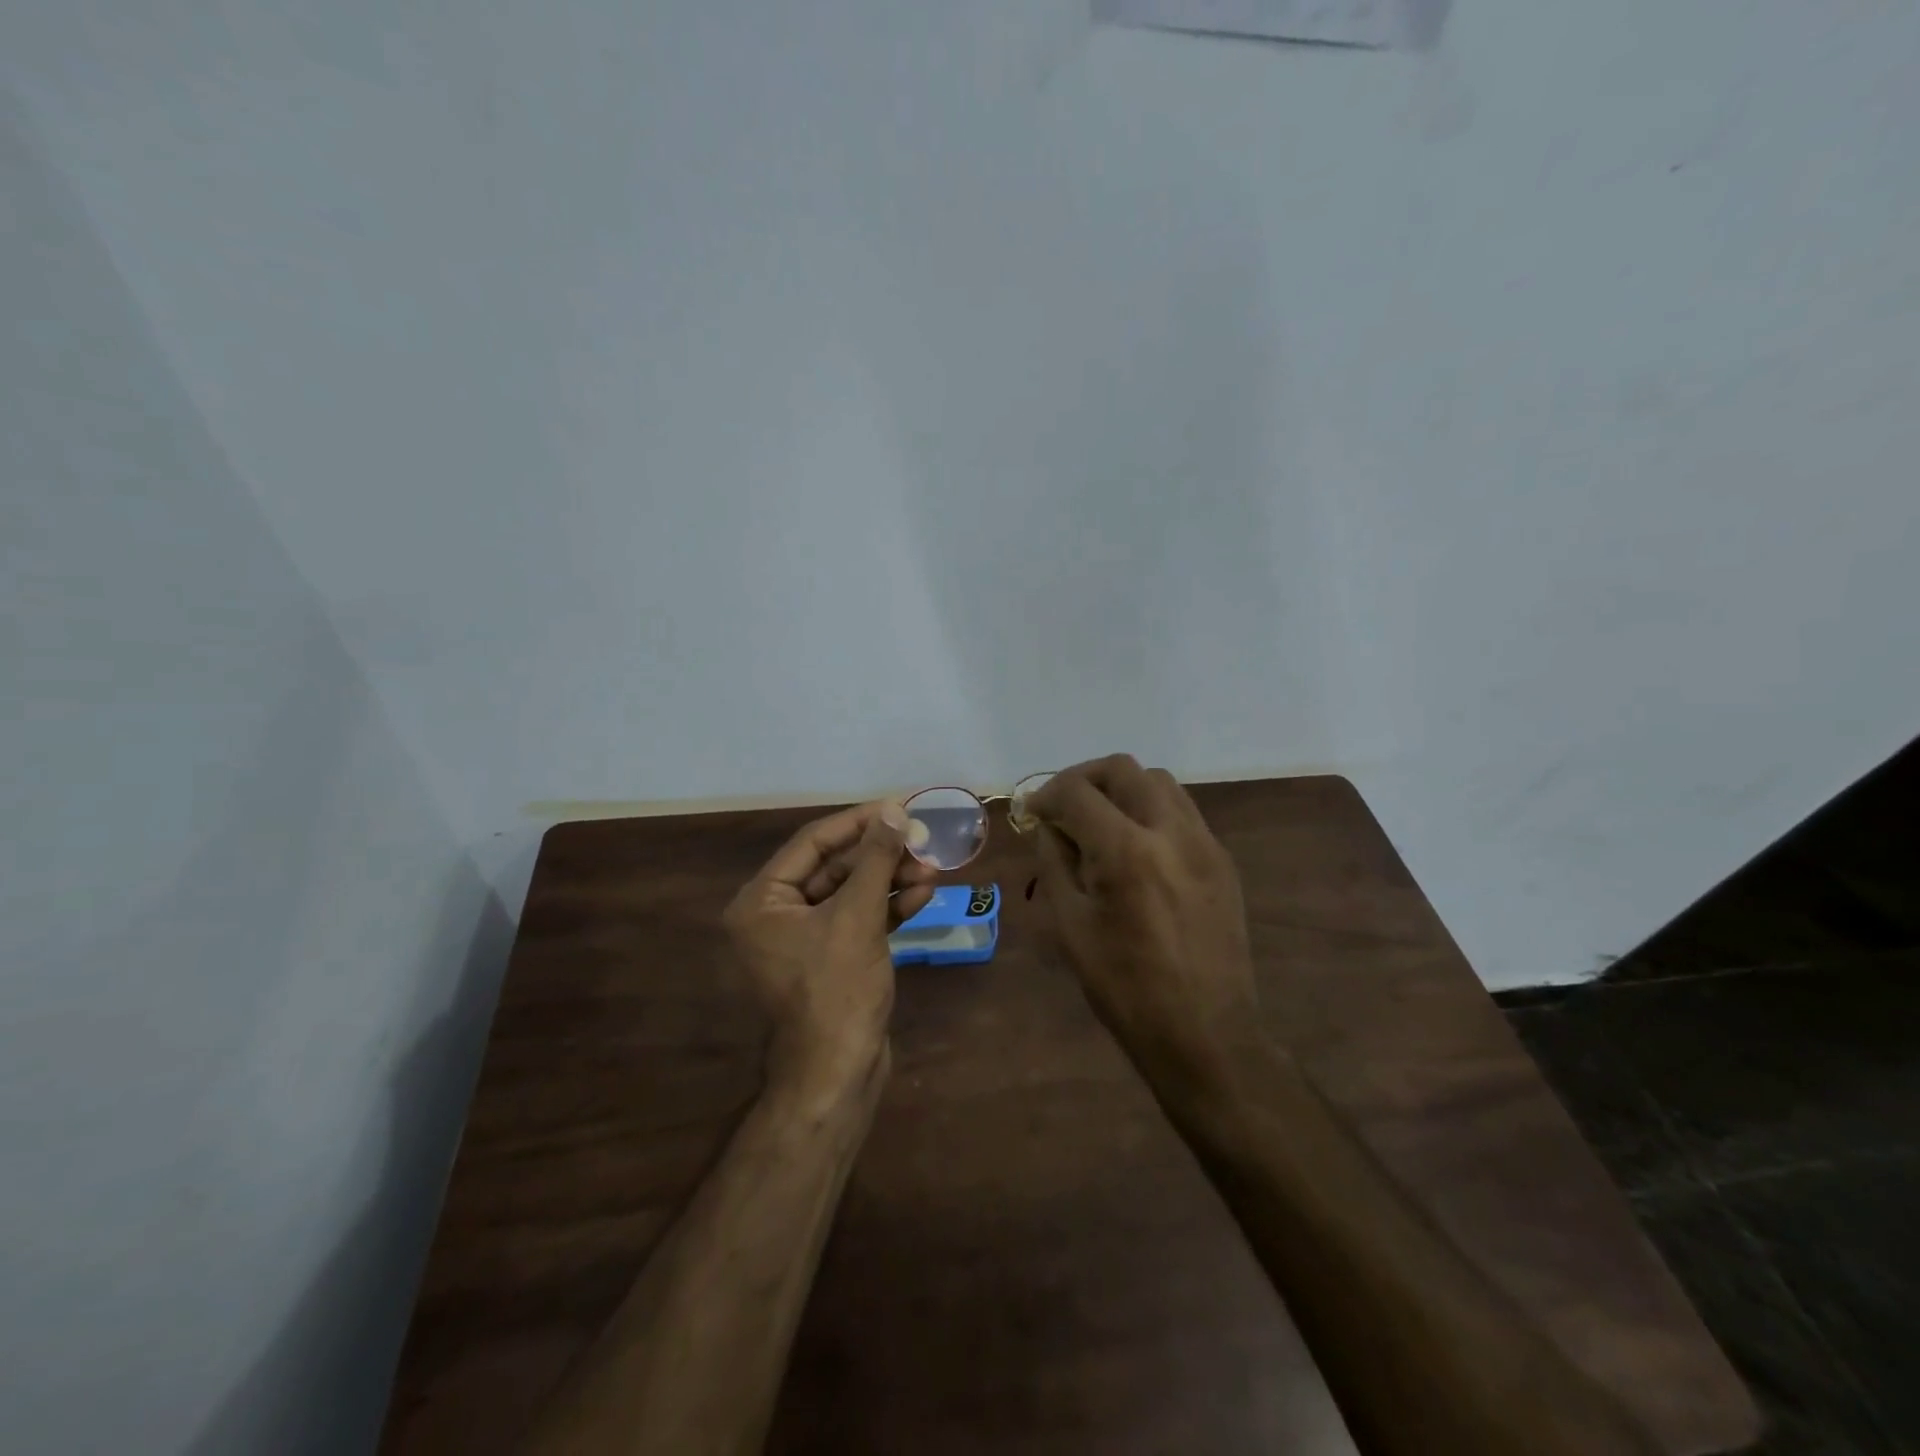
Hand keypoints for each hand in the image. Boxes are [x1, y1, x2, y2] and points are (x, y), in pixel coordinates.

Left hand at [723, 801, 937, 1099]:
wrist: (839, 1074)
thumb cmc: (837, 989)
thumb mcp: (857, 916)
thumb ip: (875, 859)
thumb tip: (894, 812)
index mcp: (762, 901)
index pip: (813, 842)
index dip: (859, 822)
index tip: (899, 806)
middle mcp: (777, 914)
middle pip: (834, 866)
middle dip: (881, 855)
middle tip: (923, 840)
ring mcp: (806, 939)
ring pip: (851, 893)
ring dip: (890, 879)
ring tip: (933, 869)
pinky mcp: (833, 958)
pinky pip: (859, 919)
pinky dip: (888, 907)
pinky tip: (922, 895)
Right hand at [1029, 755, 1257, 1086]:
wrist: (1206, 1034)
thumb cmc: (1125, 988)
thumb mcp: (1071, 926)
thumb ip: (1055, 862)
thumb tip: (1048, 825)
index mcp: (1126, 852)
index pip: (1077, 791)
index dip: (1046, 794)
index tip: (1032, 813)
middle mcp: (1170, 832)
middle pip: (1122, 769)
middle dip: (1083, 779)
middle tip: (1063, 807)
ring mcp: (1204, 843)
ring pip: (1158, 781)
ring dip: (1121, 789)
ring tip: (1100, 822)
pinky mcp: (1222, 860)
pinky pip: (1181, 811)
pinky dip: (1150, 810)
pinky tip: (1136, 846)